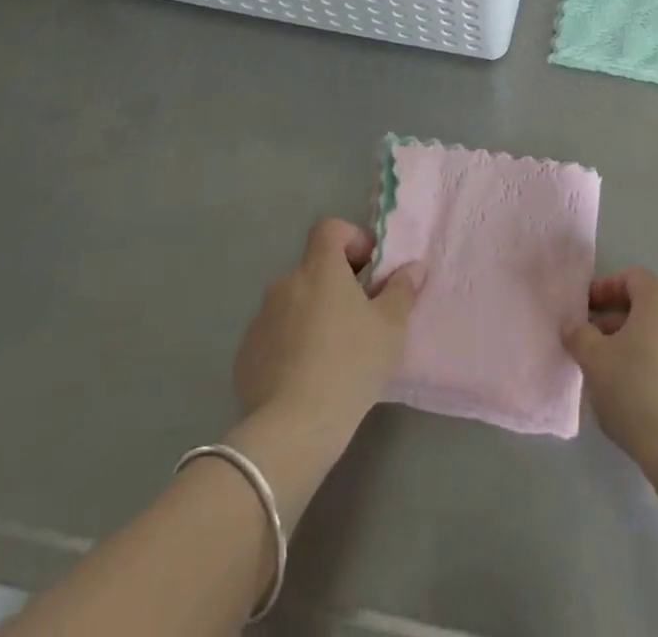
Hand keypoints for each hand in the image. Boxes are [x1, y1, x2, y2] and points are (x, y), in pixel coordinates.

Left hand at [234, 218, 424, 436]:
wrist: (293, 429)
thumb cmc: (351, 364)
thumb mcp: (391, 326)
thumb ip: (402, 290)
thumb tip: (412, 267)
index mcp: (320, 268)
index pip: (329, 229)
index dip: (351, 239)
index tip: (368, 269)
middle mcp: (286, 284)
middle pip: (313, 269)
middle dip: (335, 285)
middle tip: (358, 317)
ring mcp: (260, 320)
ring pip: (293, 304)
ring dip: (311, 315)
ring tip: (332, 353)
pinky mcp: (245, 356)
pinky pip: (274, 336)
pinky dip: (290, 345)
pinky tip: (305, 377)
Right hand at [564, 267, 657, 466]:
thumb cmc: (635, 390)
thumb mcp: (594, 361)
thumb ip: (580, 337)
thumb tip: (575, 328)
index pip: (633, 278)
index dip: (607, 288)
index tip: (587, 310)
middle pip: (648, 306)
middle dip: (618, 321)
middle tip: (594, 345)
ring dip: (636, 346)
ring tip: (613, 375)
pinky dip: (656, 367)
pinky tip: (639, 397)